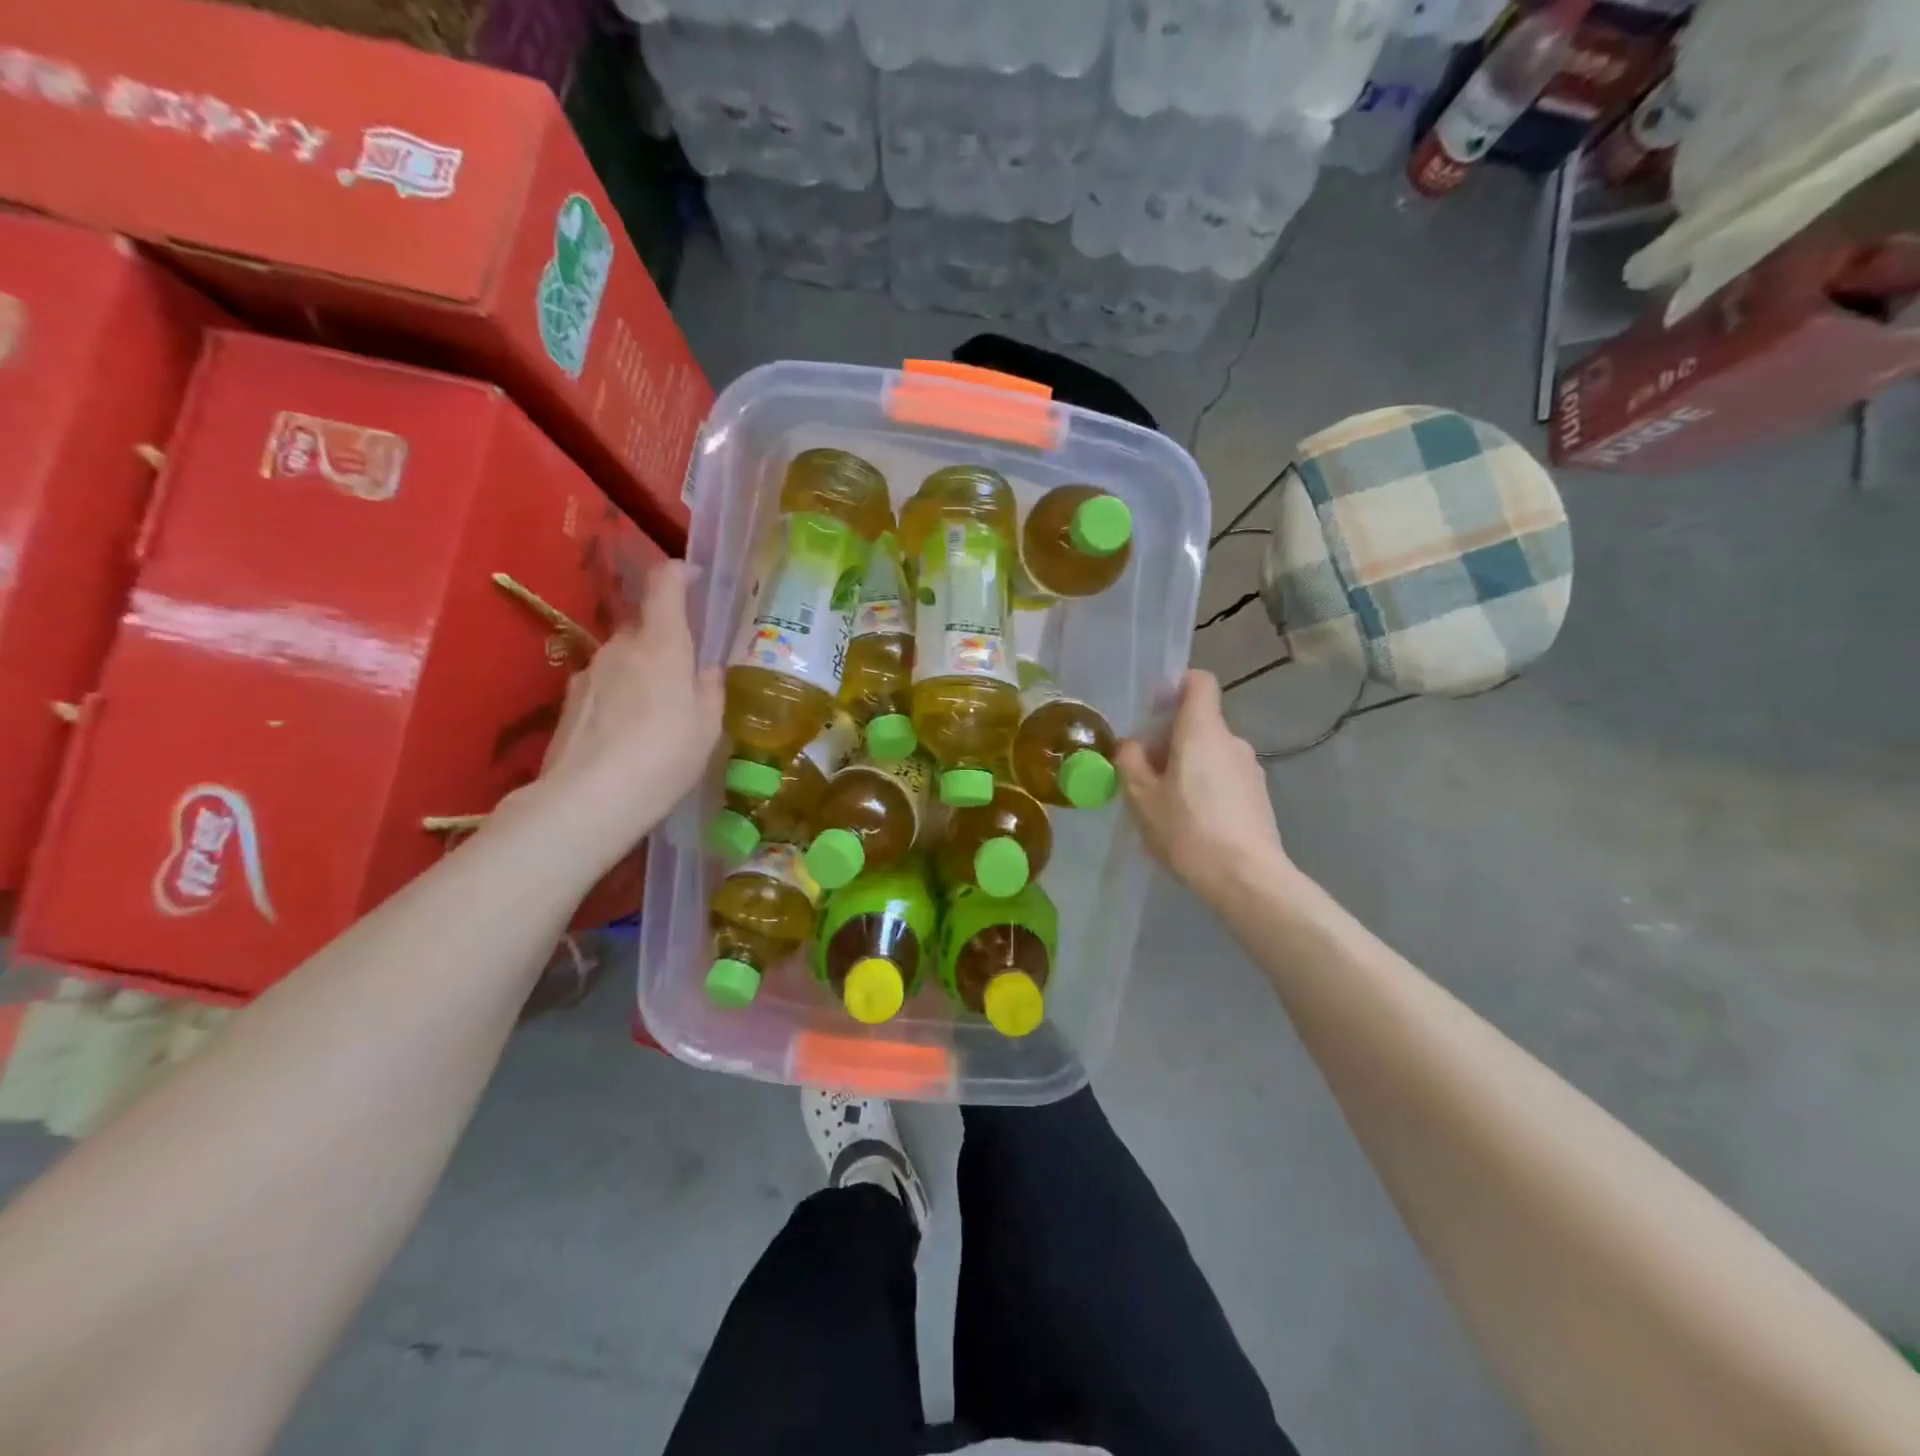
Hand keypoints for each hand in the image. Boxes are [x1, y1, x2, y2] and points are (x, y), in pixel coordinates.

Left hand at [514, 559, 721, 871]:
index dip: (681, 572)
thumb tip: (706, 670)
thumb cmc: (664, 758)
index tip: (697, 578)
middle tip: (688, 672)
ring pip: (624, 658)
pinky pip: (604, 684)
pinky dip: (621, 696)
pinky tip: (629, 734)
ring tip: (659, 712)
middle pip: (645, 626)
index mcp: (661, 645)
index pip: (665, 584)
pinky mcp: (568, 701)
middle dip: (668, 639)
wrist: (588, 801)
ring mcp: (589, 672)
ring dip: (643, 671)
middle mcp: (620, 647)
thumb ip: (710, 689)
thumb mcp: (707, 727)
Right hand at [1116, 671, 1291, 904]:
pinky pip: (1225, 777)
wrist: (1245, 877)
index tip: (1154, 709)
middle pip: (1199, 722)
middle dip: (1170, 739)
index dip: (1176, 686)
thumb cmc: (1187, 829)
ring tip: (1167, 803)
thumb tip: (1132, 745)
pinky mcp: (1259, 796)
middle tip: (1145, 773)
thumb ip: (1131, 761)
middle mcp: (1232, 740)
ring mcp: (1251, 768)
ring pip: (1211, 752)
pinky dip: (1206, 786)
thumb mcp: (1141, 796)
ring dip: (1188, 765)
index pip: (1199, 682)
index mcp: (1202, 730)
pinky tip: (1192, 822)